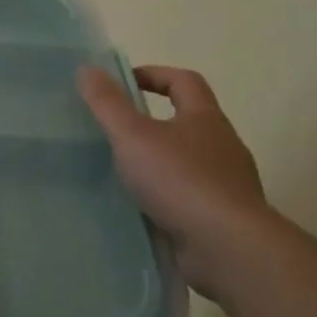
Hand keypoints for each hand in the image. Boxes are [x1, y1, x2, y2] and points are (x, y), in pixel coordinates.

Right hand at [78, 64, 269, 295]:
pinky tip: (139, 206)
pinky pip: (188, 196)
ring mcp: (226, 184)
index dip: (154, 74)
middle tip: (114, 129)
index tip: (122, 82)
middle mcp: (222, 147)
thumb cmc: (180, 180)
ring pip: (188, 161)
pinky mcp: (221, 218)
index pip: (184, 81)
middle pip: (188, 121)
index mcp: (205, 119)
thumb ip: (108, 103)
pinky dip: (164, 195)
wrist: (228, 248)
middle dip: (153, 121)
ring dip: (158, 161)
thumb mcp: (133, 135)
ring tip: (121, 171)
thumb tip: (87, 68)